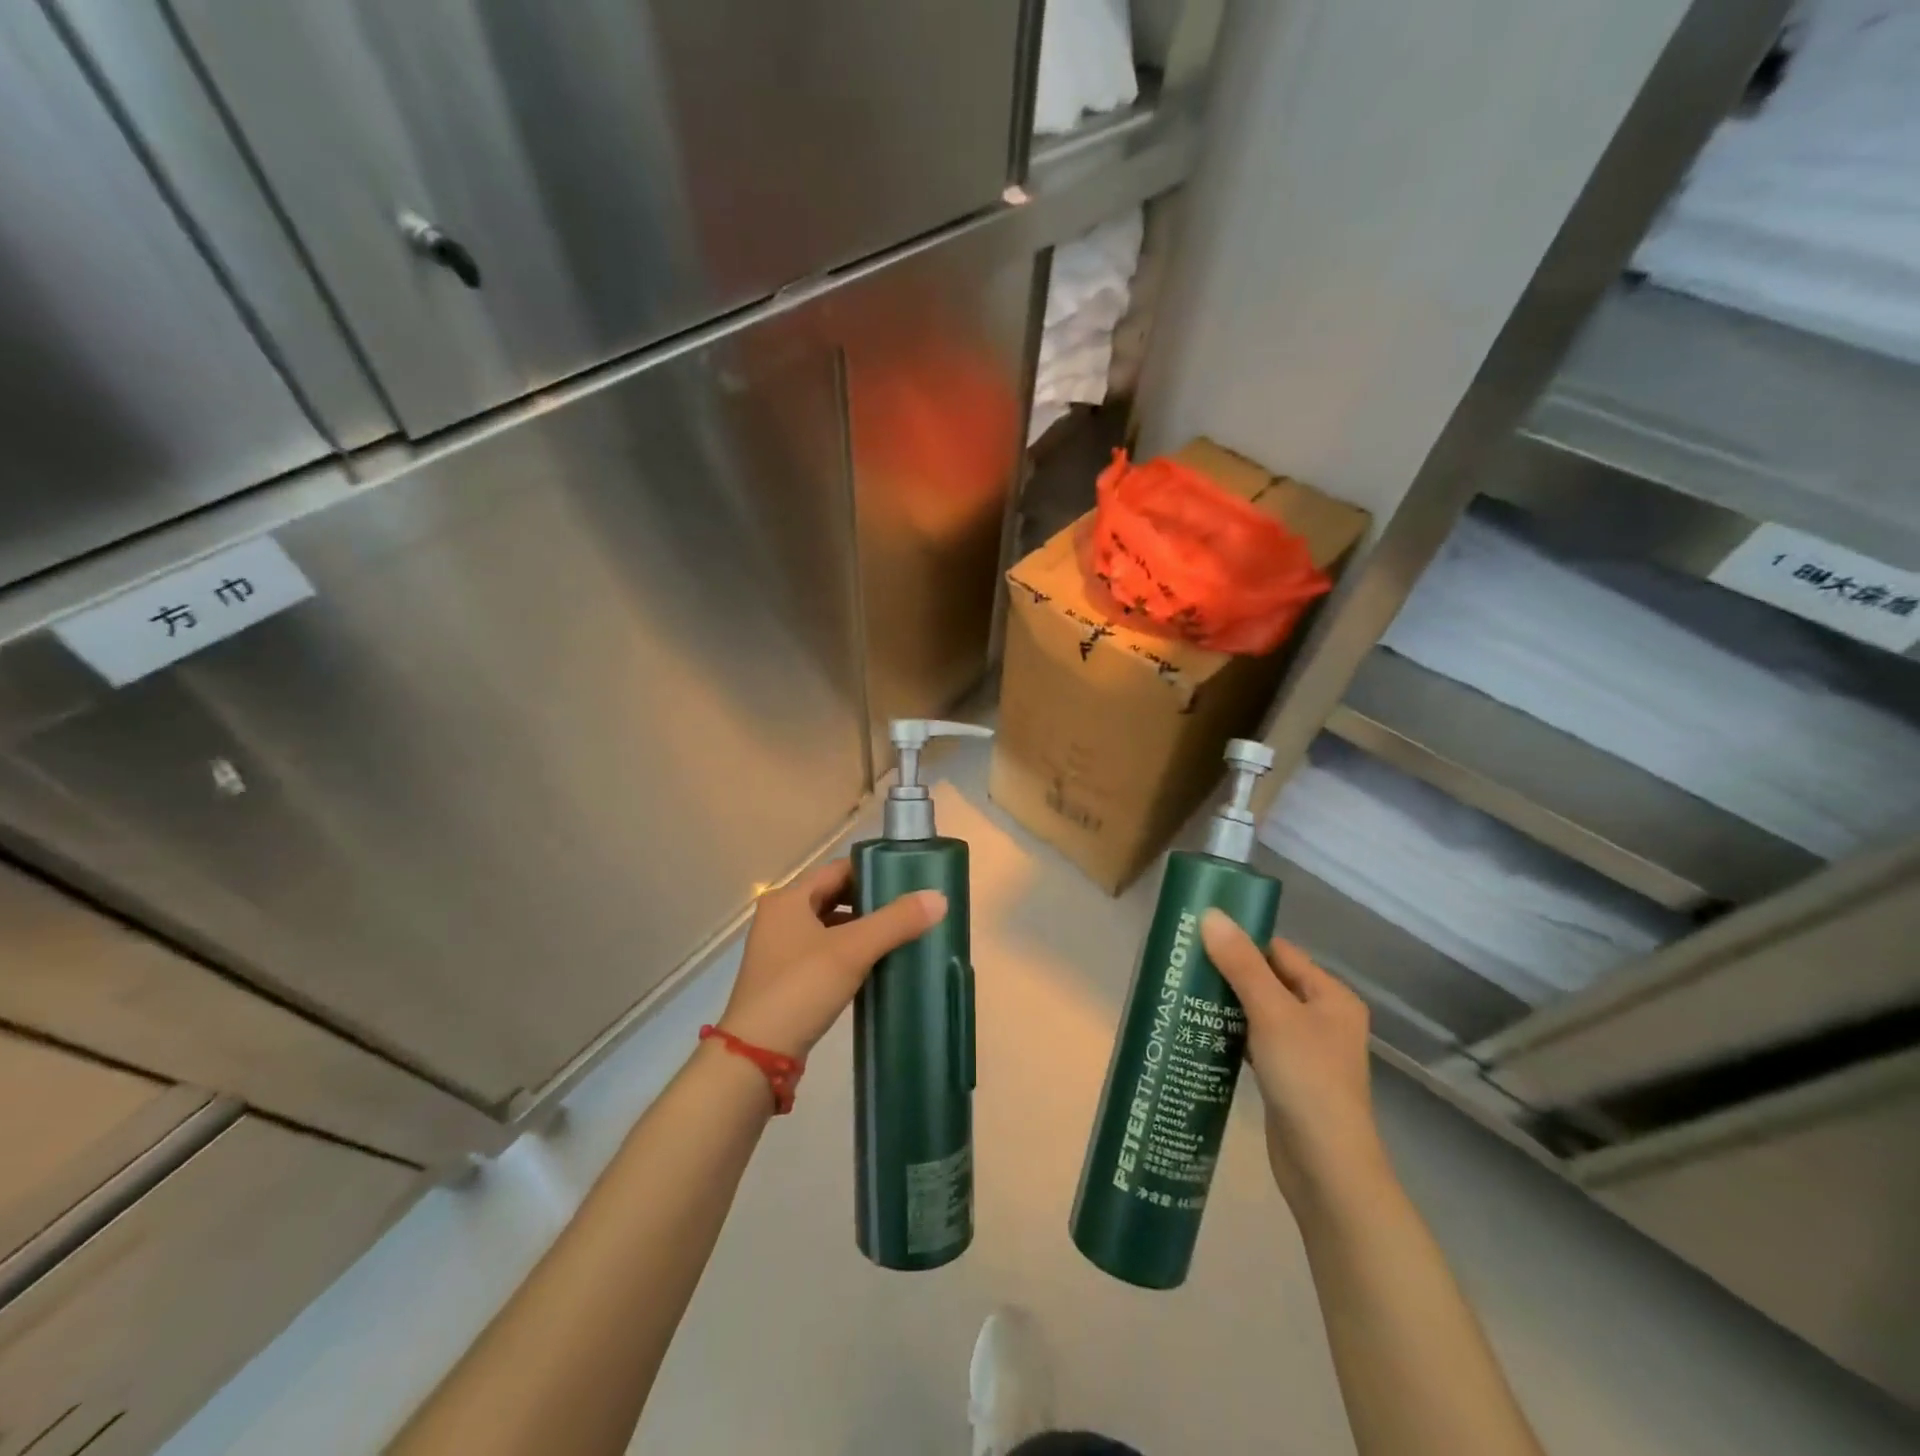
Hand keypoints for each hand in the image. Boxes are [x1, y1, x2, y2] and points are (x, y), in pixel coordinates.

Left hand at [718, 859, 946, 1059]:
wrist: (757, 1056)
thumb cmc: (801, 988)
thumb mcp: (852, 950)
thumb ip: (896, 921)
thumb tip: (939, 898)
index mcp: (788, 898)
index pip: (838, 869)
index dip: (873, 871)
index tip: (908, 882)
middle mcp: (780, 917)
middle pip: (834, 897)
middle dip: (870, 903)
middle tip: (909, 910)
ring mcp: (779, 950)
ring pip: (829, 927)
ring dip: (861, 930)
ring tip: (899, 937)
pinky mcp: (785, 980)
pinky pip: (824, 954)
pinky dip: (848, 955)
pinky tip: (874, 967)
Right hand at [1199, 910, 1388, 1209]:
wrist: (1326, 1168)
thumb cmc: (1306, 1079)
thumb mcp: (1271, 1013)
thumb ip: (1241, 963)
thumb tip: (1211, 915)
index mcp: (1330, 996)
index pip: (1280, 952)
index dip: (1241, 940)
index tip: (1198, 935)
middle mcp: (1322, 1018)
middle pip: (1267, 980)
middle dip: (1227, 972)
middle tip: (1182, 963)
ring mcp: (1304, 1050)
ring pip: (1257, 1012)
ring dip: (1225, 1003)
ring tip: (1182, 991)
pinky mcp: (1286, 1077)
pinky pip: (1253, 1041)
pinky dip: (1229, 1033)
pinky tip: (1198, 1030)